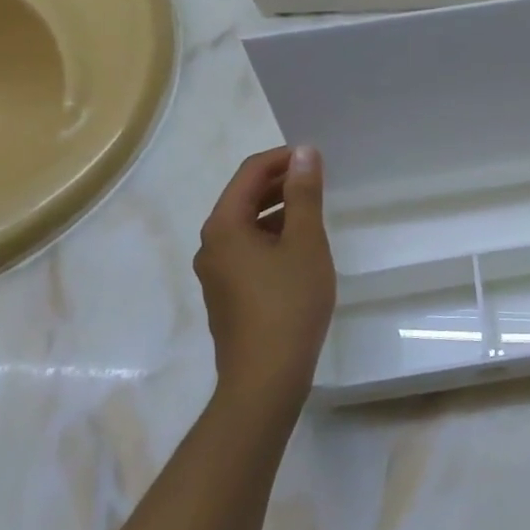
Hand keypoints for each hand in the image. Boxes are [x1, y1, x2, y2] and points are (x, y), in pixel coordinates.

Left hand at [194, 145, 335, 408]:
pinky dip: (272, 238)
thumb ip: (304, 194)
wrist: (266, 377)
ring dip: (278, 211)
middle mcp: (211, 245)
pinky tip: (300, 251)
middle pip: (243, 198)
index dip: (282, 158)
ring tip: (314, 212)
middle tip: (318, 180)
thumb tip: (303, 152)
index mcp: (224, 226)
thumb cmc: (288, 302)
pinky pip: (248, 251)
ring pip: (246, 227)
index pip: (249, 173)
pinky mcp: (228, 296)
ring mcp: (216, 273)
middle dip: (280, 184)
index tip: (315, 157)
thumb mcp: (305, 242)